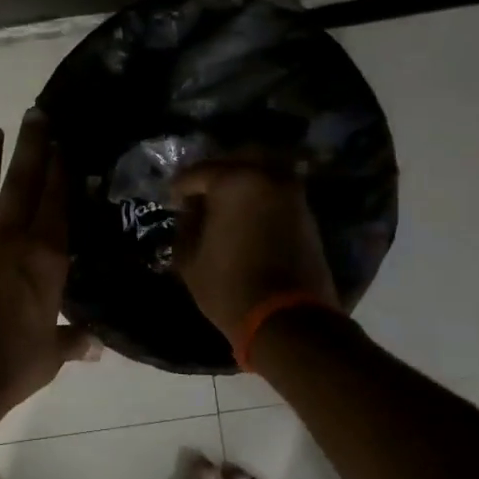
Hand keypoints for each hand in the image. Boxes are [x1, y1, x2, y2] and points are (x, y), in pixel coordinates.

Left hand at [0, 109, 94, 413]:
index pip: (56, 203)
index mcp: (44, 258)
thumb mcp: (48, 356)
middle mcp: (8, 239)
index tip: (63, 143)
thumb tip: (96, 346)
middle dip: (30, 146)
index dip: (60, 171)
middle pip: (22, 182)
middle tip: (33, 113)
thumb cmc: (8, 368)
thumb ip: (72, 341)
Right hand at [171, 159, 337, 343]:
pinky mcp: (306, 212)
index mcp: (234, 181)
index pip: (197, 173)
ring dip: (241, 182)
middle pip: (235, 160)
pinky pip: (276, 190)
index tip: (172, 202)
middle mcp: (266, 176)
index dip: (180, 188)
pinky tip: (246, 216)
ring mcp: (291, 192)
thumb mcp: (189, 259)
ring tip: (224, 206)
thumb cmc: (229, 287)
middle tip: (200, 196)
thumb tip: (192, 211)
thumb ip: (186, 225)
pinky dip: (260, 196)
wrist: (288, 319)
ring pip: (261, 171)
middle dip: (214, 175)